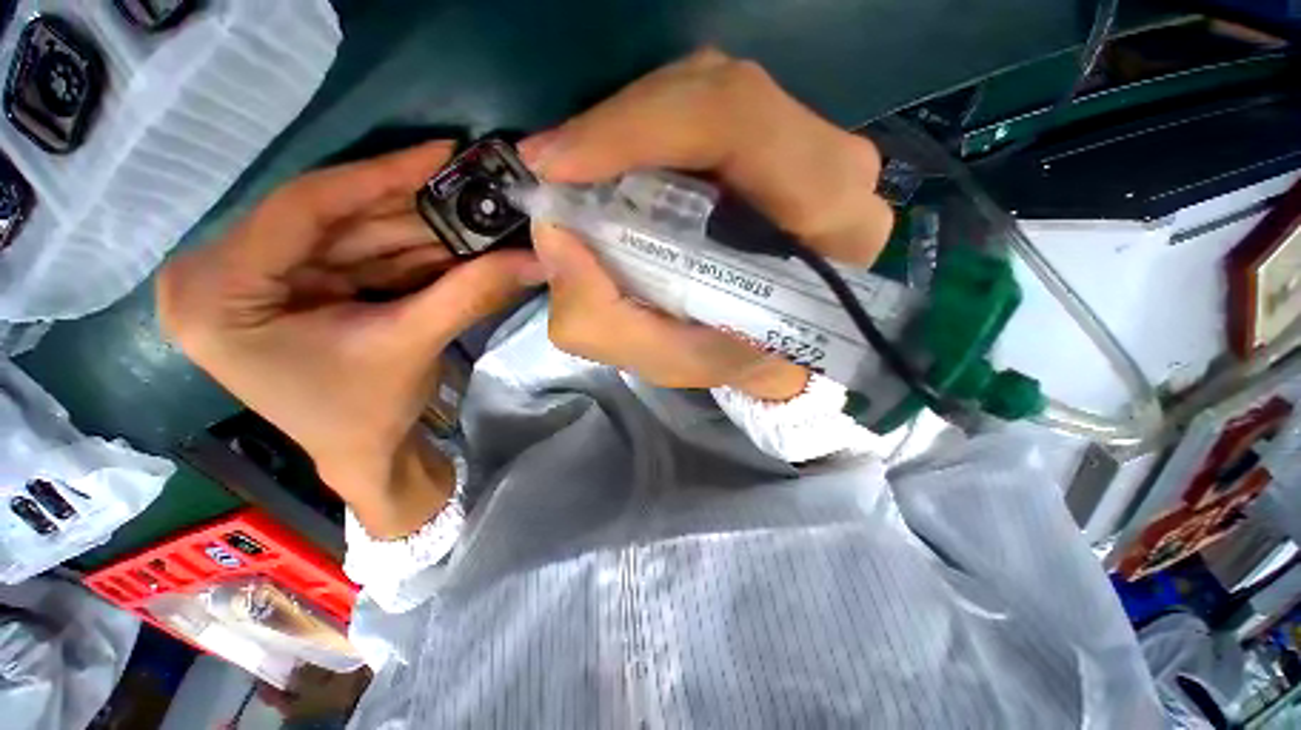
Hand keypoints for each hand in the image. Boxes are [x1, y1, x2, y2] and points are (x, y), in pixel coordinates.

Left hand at [158, 142, 543, 537]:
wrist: (363, 454)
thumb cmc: (368, 415)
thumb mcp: (414, 345)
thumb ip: (472, 292)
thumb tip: (535, 259)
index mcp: (216, 295)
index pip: (300, 208)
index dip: (378, 175)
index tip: (439, 151)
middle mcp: (217, 275)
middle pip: (327, 219)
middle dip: (408, 209)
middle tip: (469, 189)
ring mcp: (248, 279)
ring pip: (346, 235)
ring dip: (415, 230)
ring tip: (471, 217)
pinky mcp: (283, 286)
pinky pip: (351, 254)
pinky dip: (404, 251)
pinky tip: (449, 243)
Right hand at [520, 49, 892, 400]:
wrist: (776, 345)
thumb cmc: (732, 358)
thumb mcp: (670, 360)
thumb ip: (605, 321)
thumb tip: (553, 237)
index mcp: (826, 221)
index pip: (737, 121)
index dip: (636, 127)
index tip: (556, 167)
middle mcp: (834, 167)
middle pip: (716, 94)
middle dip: (617, 128)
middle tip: (554, 170)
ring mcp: (812, 141)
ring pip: (705, 92)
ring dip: (627, 130)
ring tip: (577, 173)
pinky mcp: (783, 137)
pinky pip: (705, 110)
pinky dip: (646, 134)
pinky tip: (614, 168)